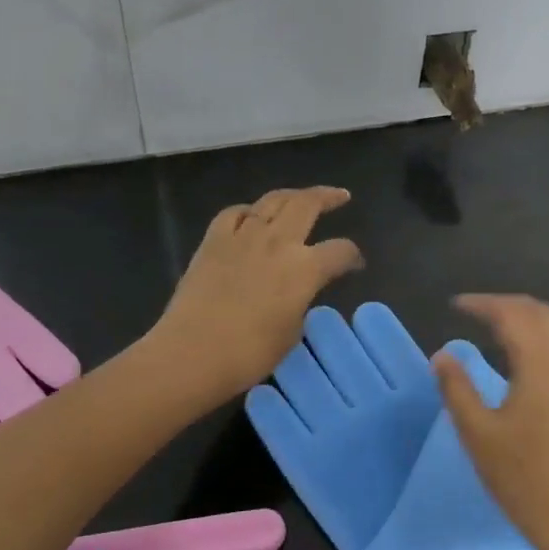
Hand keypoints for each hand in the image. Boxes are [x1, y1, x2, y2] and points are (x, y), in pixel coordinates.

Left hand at [153, 188, 363, 403]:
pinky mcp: (213, 240)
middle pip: (308, 205)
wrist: (193, 352)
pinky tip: (251, 217)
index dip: (352, 256)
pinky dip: (248, 212)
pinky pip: (234, 213)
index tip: (355, 264)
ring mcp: (243, 236)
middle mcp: (278, 242)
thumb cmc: (249, 354)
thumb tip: (297, 292)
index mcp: (305, 268)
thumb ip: (300, 303)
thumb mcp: (291, 332)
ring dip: (292, 195)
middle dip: (328, 197)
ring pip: (272, 200)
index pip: (340, 251)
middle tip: (340, 196)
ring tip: (301, 197)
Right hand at [434, 295, 548, 549]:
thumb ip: (457, 389)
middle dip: (508, 305)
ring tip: (507, 325)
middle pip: (542, 314)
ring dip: (535, 317)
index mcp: (540, 367)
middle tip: (477, 311)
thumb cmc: (523, 480)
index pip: (512, 316)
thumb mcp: (478, 435)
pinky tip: (542, 353)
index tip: (456, 305)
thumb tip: (443, 355)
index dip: (482, 304)